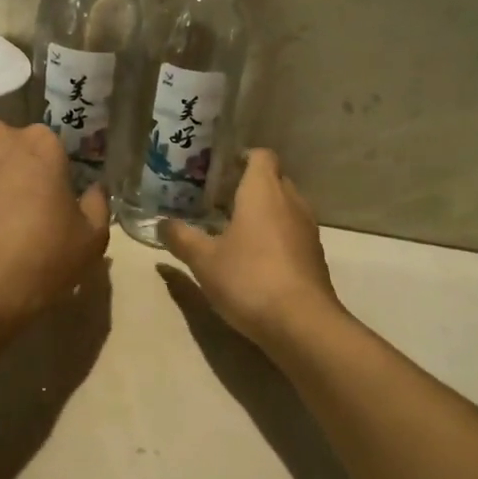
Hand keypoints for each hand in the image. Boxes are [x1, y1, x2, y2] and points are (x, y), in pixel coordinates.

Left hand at [0, 122, 109, 330]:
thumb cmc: (42, 259)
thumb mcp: (92, 239)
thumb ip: (97, 205)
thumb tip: (93, 190)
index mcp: (39, 142)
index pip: (47, 148)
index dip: (47, 176)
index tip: (45, 203)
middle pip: (2, 148)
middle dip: (5, 171)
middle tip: (9, 212)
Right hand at [162, 149, 343, 349]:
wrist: (301, 323)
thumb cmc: (248, 279)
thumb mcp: (204, 260)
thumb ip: (181, 238)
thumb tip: (162, 223)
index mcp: (264, 191)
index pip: (261, 155)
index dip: (241, 157)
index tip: (219, 170)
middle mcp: (291, 201)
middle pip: (273, 179)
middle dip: (249, 185)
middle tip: (218, 200)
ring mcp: (308, 229)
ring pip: (285, 207)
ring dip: (263, 212)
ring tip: (234, 229)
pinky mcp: (315, 255)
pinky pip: (293, 232)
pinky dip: (276, 235)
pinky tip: (255, 258)